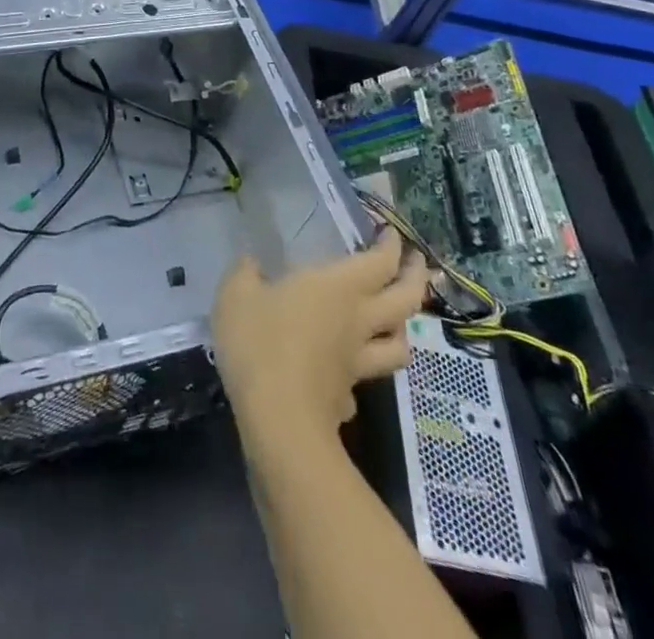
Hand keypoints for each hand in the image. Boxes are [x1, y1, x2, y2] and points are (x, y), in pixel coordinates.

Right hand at [211, 229, 426, 445]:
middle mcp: (358, 321)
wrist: (278, 422)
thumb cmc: (260, 343)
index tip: (391, 232)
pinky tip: (351, 369)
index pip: (380, 262)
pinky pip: (366, 378)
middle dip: (415, 278)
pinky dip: (365, 369)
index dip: (391, 246)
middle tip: (417, 263)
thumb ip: (244, 273)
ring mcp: (357, 363)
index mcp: (338, 287)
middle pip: (405, 300)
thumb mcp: (236, 294)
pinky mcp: (347, 396)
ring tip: (397, 319)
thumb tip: (251, 264)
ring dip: (404, 328)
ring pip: (399, 344)